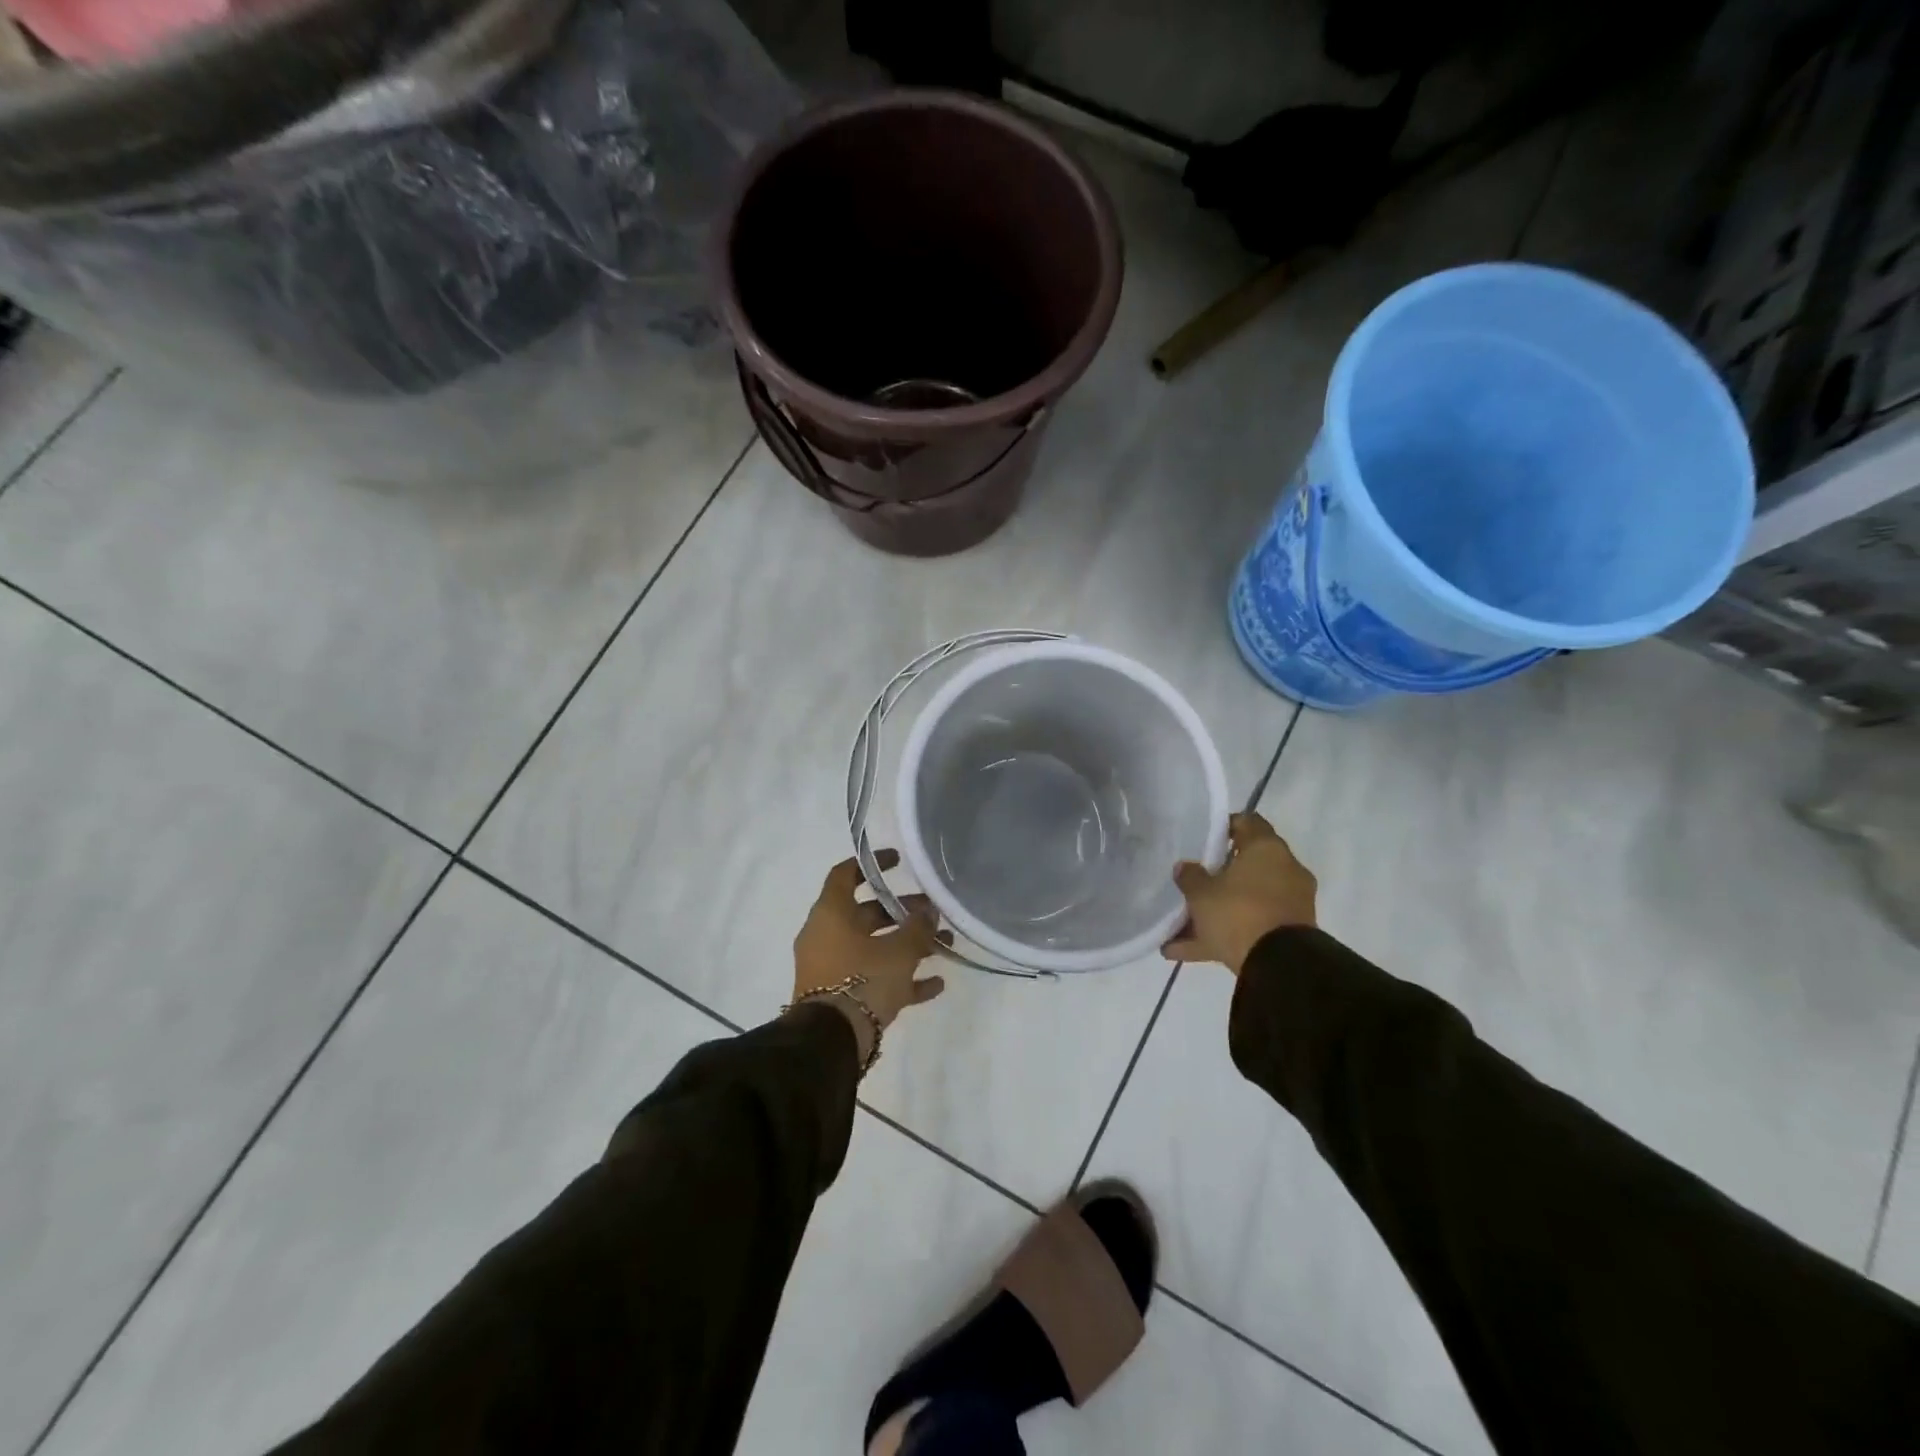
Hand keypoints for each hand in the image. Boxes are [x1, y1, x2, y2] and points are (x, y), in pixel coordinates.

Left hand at [792, 852, 947, 1059]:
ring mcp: (832, 968)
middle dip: (903, 912)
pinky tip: (936, 984)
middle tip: (935, 913)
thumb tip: (929, 913)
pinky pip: (874, 979)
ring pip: (874, 948)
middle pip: (867, 914)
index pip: (845, 874)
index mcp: (831, 914)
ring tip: (945, 946)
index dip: (872, 864)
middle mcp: (827, 936)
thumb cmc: (862, 981)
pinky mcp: (840, 997)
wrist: (830, 1042)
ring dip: (908, 946)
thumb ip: (917, 928)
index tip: (898, 861)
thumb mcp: (898, 951)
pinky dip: (901, 978)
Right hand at [1163, 812, 1316, 972]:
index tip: (1204, 838)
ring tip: (1181, 927)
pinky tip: (1186, 951)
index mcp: (1267, 849)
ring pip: (1247, 900)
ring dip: (1218, 911)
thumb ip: (1190, 876)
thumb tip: (1185, 867)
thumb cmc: (1238, 913)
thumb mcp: (1201, 894)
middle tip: (1194, 881)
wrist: (1280, 966)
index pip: (1248, 822)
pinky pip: (1251, 926)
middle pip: (1246, 865)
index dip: (1225, 826)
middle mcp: (1285, 870)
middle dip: (1219, 876)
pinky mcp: (1289, 933)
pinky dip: (1225, 935)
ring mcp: (1290, 903)